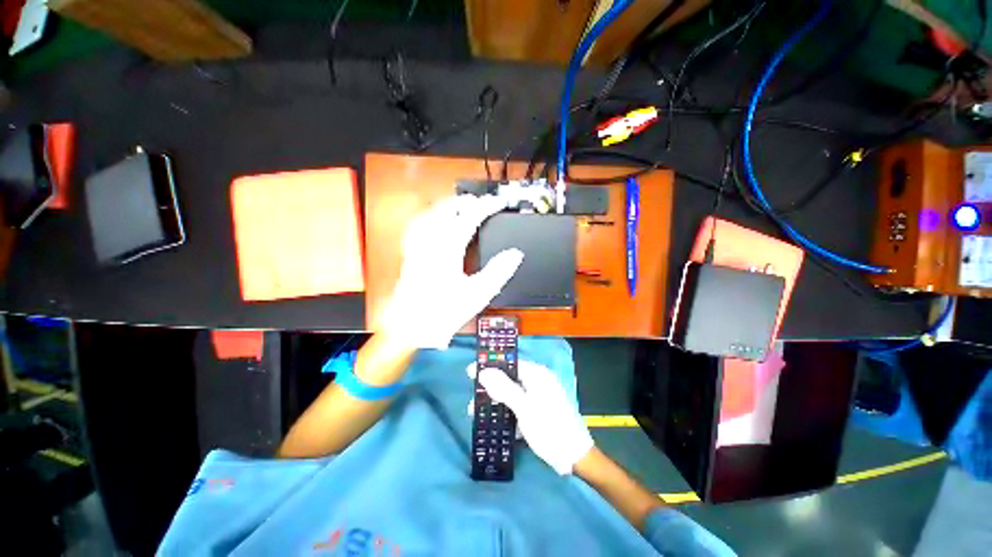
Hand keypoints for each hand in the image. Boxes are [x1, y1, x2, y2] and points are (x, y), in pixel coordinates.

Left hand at [377, 195, 522, 349]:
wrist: (411, 325)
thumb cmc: (443, 311)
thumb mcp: (478, 293)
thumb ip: (499, 271)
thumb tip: (515, 254)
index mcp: (449, 248)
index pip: (471, 216)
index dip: (487, 206)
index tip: (499, 203)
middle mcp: (431, 241)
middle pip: (448, 207)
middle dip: (467, 201)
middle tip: (483, 203)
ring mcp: (418, 245)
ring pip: (431, 212)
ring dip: (449, 205)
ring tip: (462, 205)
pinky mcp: (411, 253)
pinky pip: (417, 225)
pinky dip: (429, 216)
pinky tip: (434, 219)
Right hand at [478, 361, 593, 474]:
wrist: (576, 458)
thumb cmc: (549, 428)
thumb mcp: (524, 407)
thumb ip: (503, 388)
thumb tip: (484, 371)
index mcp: (537, 374)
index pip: (509, 364)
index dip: (489, 367)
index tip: (470, 373)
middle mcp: (539, 381)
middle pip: (509, 380)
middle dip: (490, 390)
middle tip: (473, 402)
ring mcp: (540, 396)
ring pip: (513, 394)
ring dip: (497, 403)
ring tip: (479, 415)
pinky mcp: (541, 411)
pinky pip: (520, 406)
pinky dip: (509, 413)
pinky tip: (497, 424)